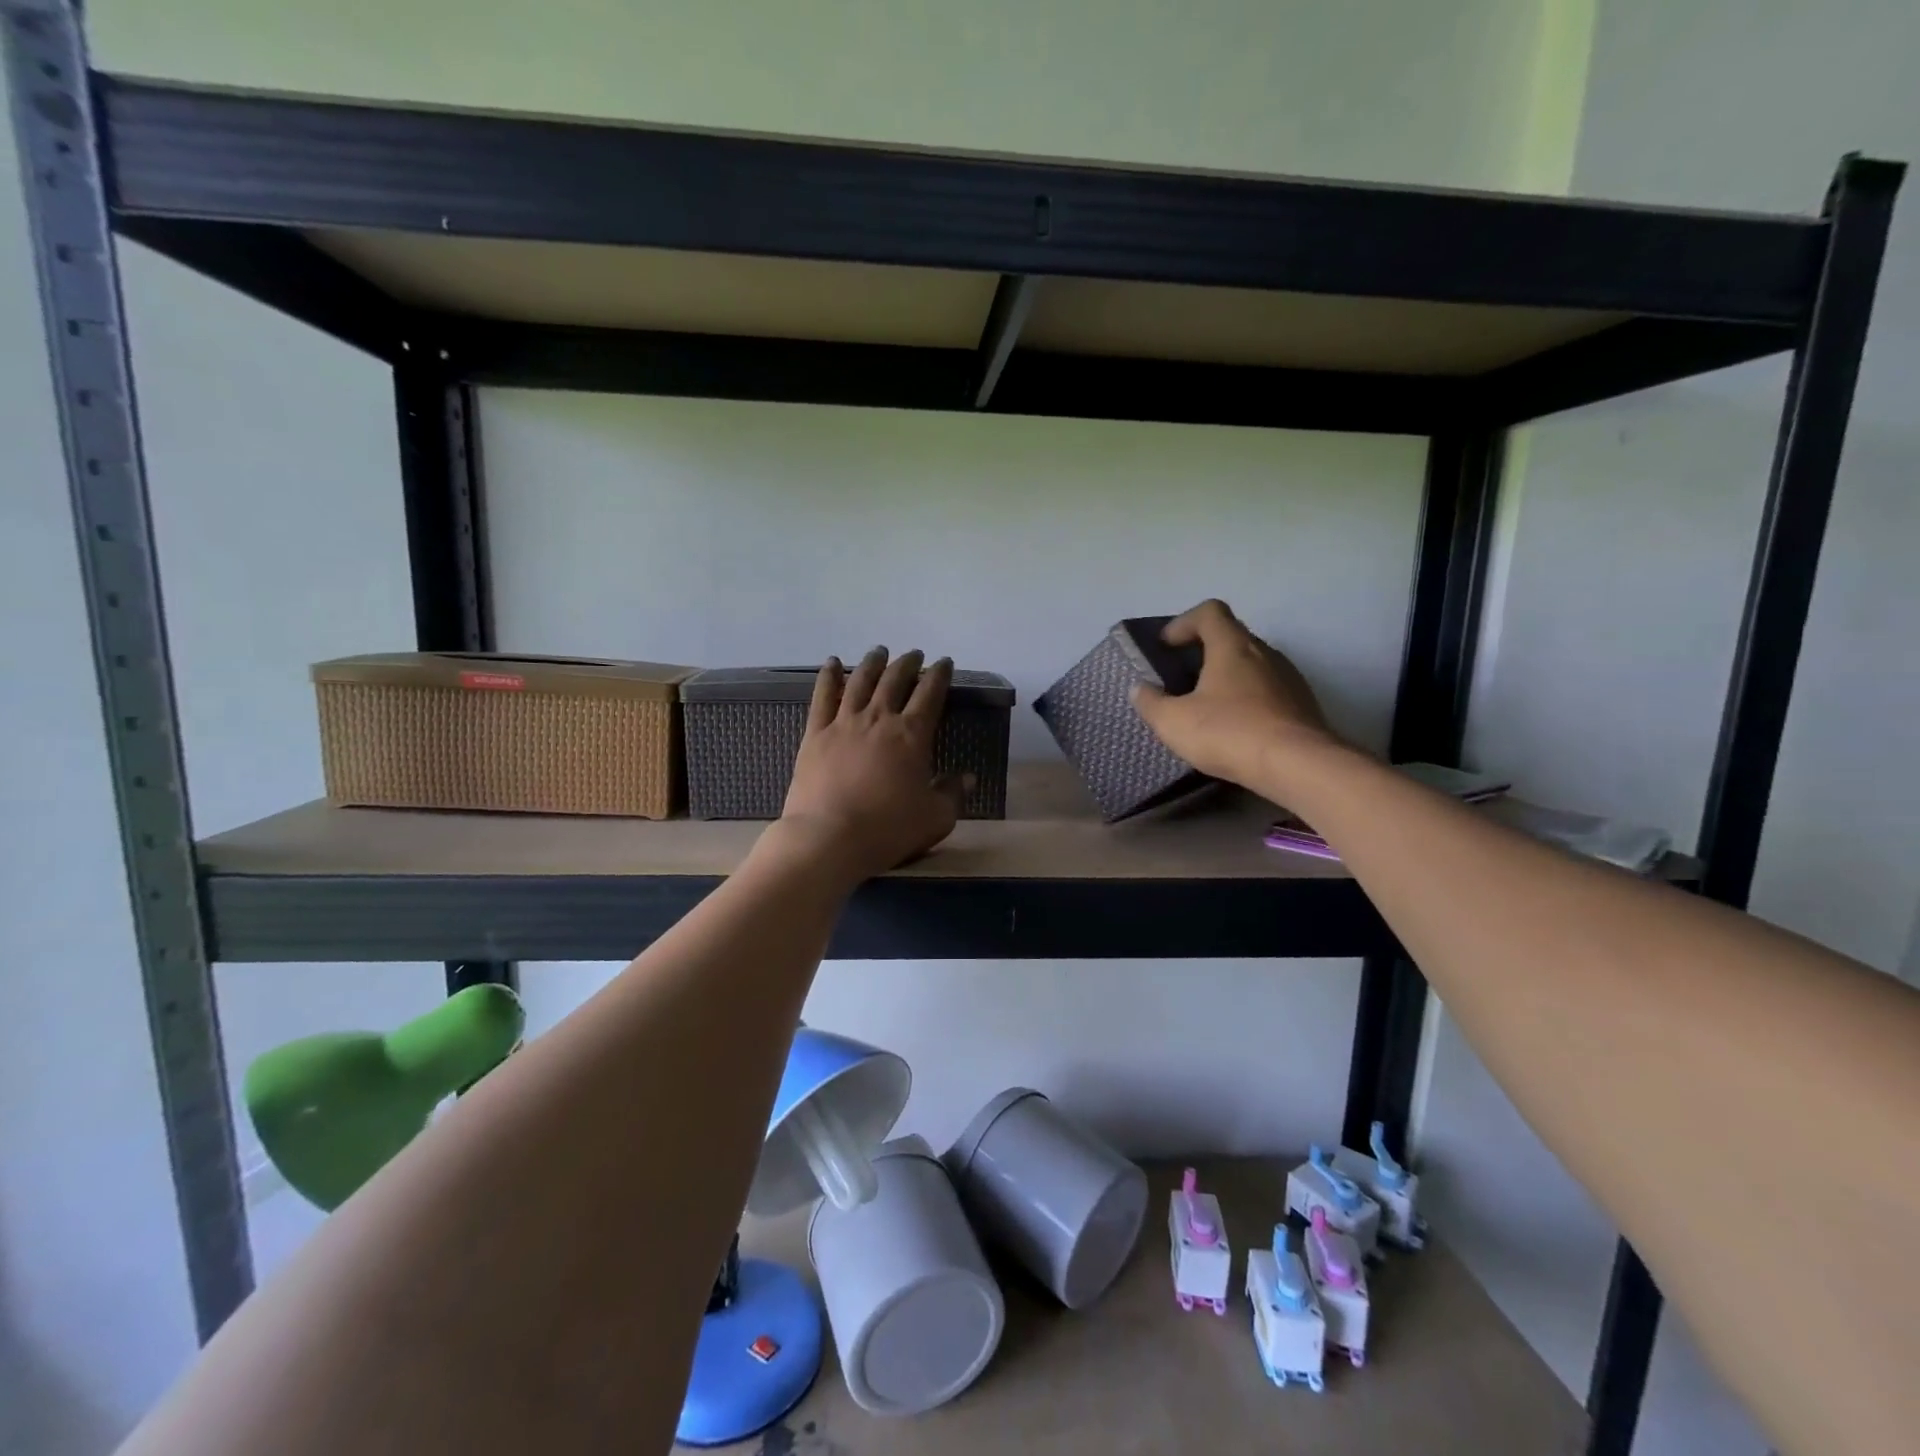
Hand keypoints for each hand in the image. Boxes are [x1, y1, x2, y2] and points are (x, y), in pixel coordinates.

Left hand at [773, 647, 968, 883]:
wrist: (829, 838)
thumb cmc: (888, 829)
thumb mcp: (935, 817)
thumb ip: (953, 794)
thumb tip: (967, 778)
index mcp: (912, 735)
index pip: (931, 694)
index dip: (939, 675)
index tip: (944, 663)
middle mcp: (879, 719)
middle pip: (895, 680)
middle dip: (908, 664)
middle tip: (914, 655)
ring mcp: (843, 723)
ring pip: (860, 681)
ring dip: (872, 663)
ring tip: (879, 652)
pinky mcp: (815, 734)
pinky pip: (822, 697)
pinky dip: (828, 676)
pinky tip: (831, 663)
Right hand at [1130, 599, 1336, 788]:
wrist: (1299, 766)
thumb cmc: (1229, 733)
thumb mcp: (1173, 722)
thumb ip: (1151, 702)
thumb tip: (1140, 689)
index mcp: (1232, 646)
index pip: (1209, 612)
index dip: (1184, 623)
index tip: (1166, 646)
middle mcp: (1265, 652)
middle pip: (1232, 637)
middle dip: (1203, 652)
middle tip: (1181, 678)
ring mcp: (1289, 677)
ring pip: (1252, 664)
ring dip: (1228, 676)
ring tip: (1207, 705)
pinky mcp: (1303, 704)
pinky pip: (1268, 690)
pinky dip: (1247, 699)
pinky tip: (1236, 727)